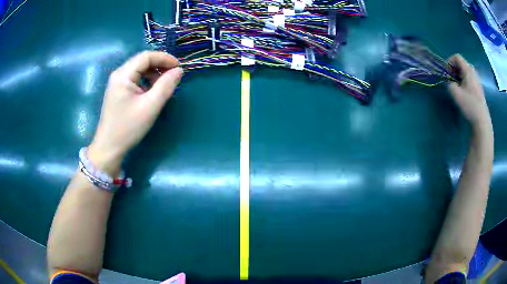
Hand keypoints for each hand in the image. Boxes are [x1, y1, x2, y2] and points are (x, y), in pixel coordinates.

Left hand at [88, 51, 183, 174]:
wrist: (109, 148)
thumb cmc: (128, 127)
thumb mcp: (150, 106)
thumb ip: (166, 86)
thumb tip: (179, 71)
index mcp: (123, 75)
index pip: (146, 56)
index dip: (164, 58)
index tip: (179, 67)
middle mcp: (118, 75)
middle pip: (142, 61)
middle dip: (160, 65)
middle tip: (174, 76)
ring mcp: (117, 83)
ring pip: (139, 70)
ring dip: (154, 74)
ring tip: (165, 85)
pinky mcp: (118, 92)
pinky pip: (135, 80)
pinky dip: (147, 82)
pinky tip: (153, 92)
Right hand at [447, 54, 491, 130]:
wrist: (482, 121)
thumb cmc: (469, 105)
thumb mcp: (455, 94)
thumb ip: (449, 84)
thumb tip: (450, 83)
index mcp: (468, 70)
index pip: (457, 57)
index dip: (449, 62)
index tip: (446, 73)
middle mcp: (473, 72)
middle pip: (462, 64)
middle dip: (454, 69)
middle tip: (451, 80)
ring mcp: (477, 81)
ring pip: (466, 72)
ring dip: (459, 76)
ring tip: (457, 87)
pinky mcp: (479, 89)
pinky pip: (470, 79)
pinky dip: (465, 82)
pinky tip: (464, 93)